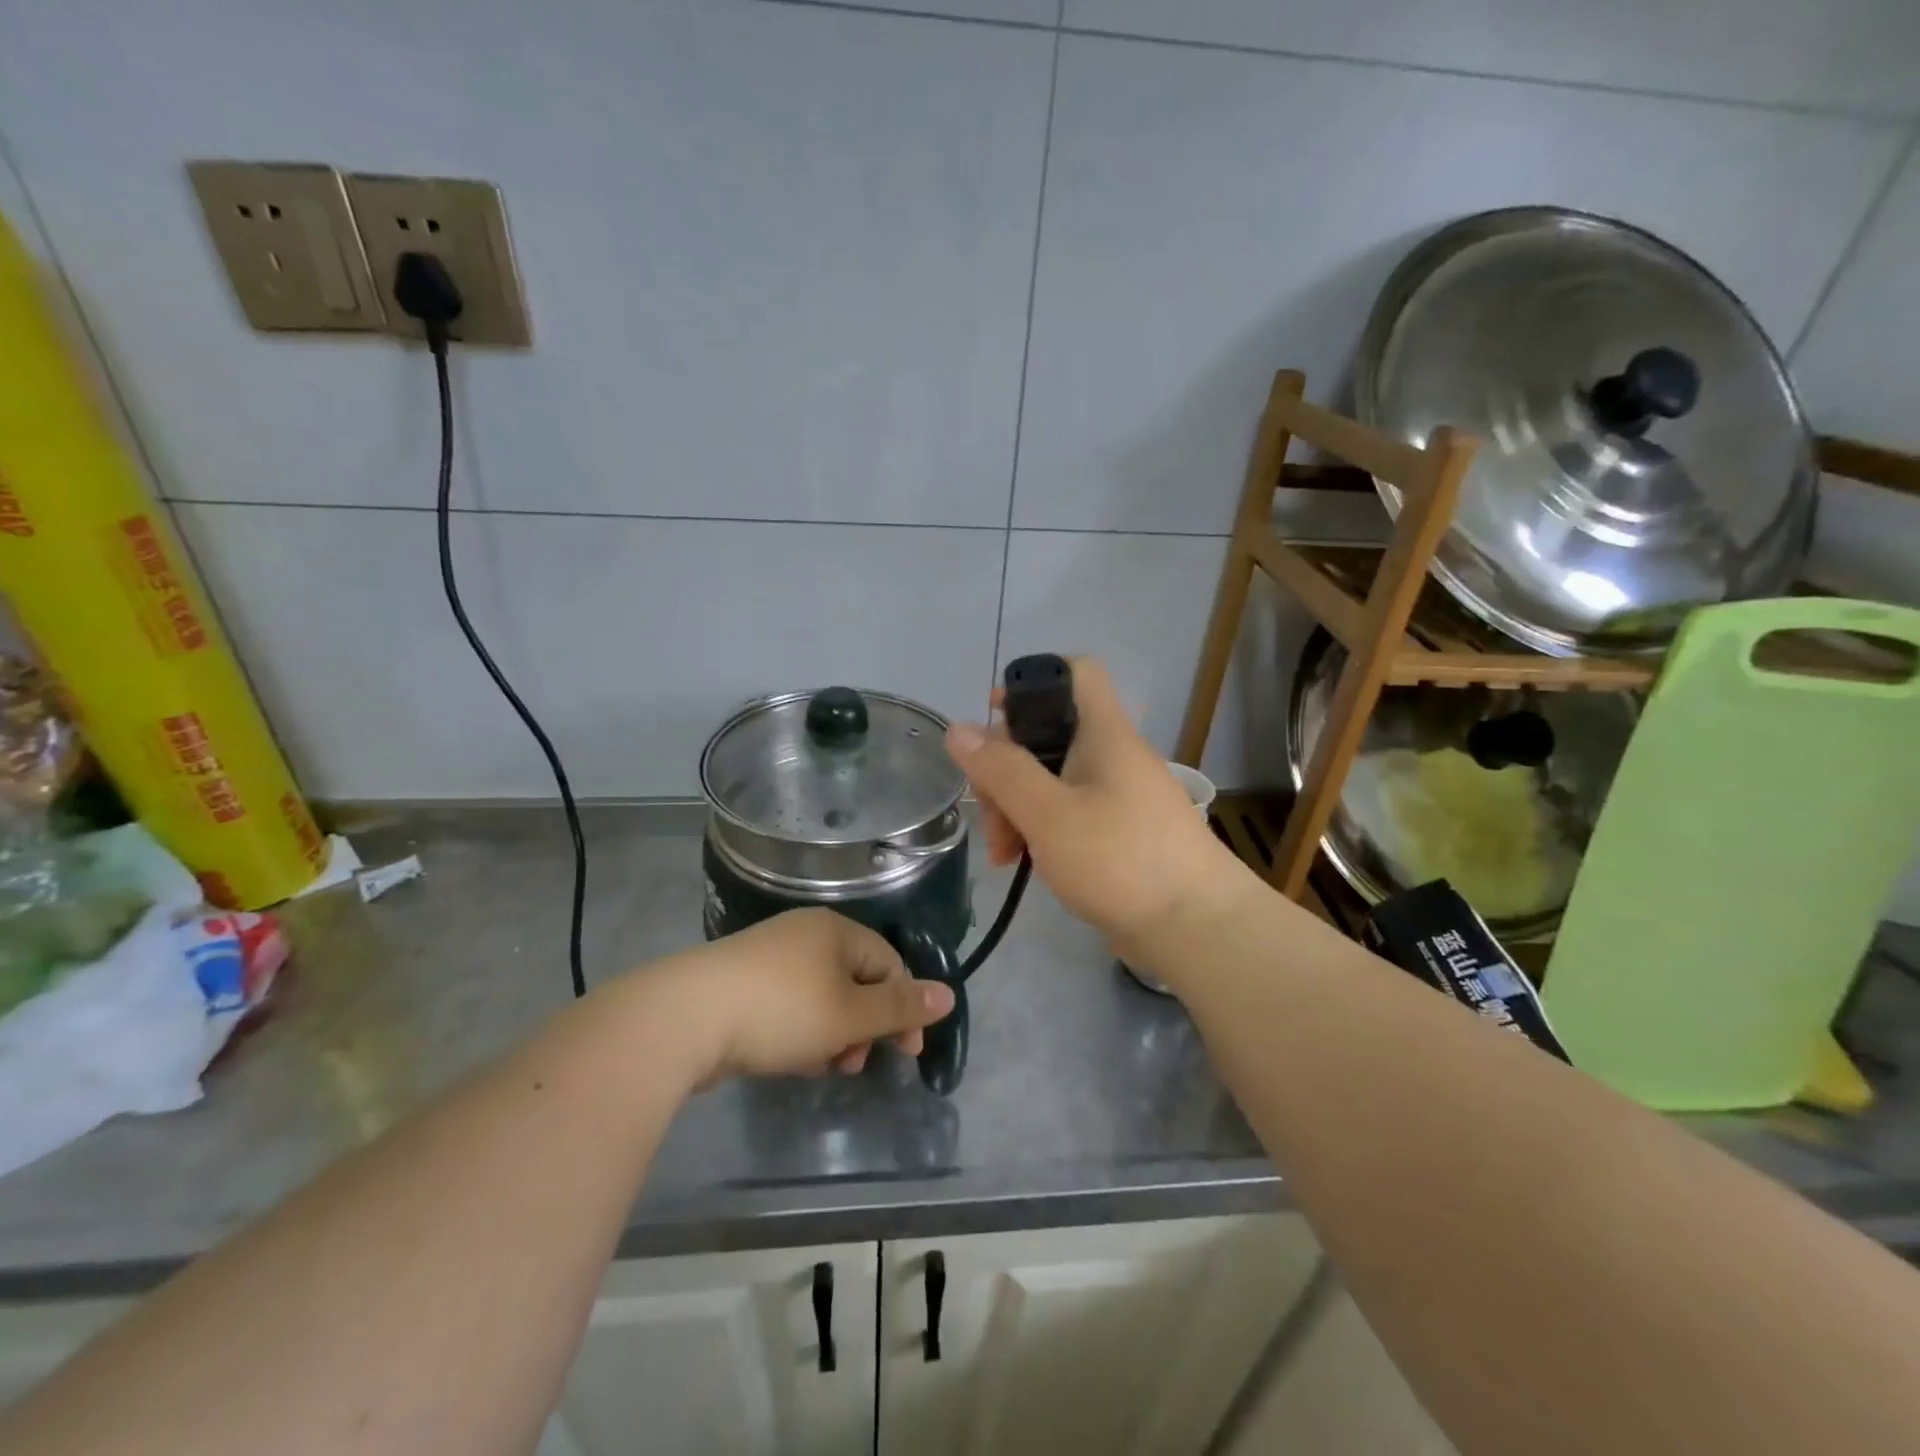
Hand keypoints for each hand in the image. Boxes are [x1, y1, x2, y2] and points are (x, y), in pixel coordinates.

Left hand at [652, 909, 955, 1085]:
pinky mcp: (741, 981)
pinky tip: (790, 1059)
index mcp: (836, 931)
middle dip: (864, 1026)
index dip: (904, 1009)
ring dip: (833, 1034)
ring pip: (821, 996)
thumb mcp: (849, 1014)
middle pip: (855, 980)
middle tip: (855, 1064)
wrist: (684, 1017)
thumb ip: (900, 1008)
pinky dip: (800, 1031)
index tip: (906, 1055)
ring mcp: (769, 956)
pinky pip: (789, 1004)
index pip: (889, 964)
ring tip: (822, 1067)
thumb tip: (948, 994)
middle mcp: (805, 934)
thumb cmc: (780, 1010)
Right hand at [945, 658, 1248, 949]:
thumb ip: (1002, 771)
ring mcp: (1119, 796)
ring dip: (1018, 808)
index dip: (1032, 681)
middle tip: (990, 814)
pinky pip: (1071, 814)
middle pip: (1048, 736)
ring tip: (1003, 855)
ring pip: (1054, 781)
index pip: (1075, 672)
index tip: (995, 717)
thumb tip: (958, 729)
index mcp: (1104, 734)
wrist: (1196, 928)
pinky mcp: (1121, 832)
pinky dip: (1042, 831)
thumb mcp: (1049, 815)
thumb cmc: (1121, 860)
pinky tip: (1024, 863)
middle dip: (1007, 769)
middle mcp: (1113, 756)